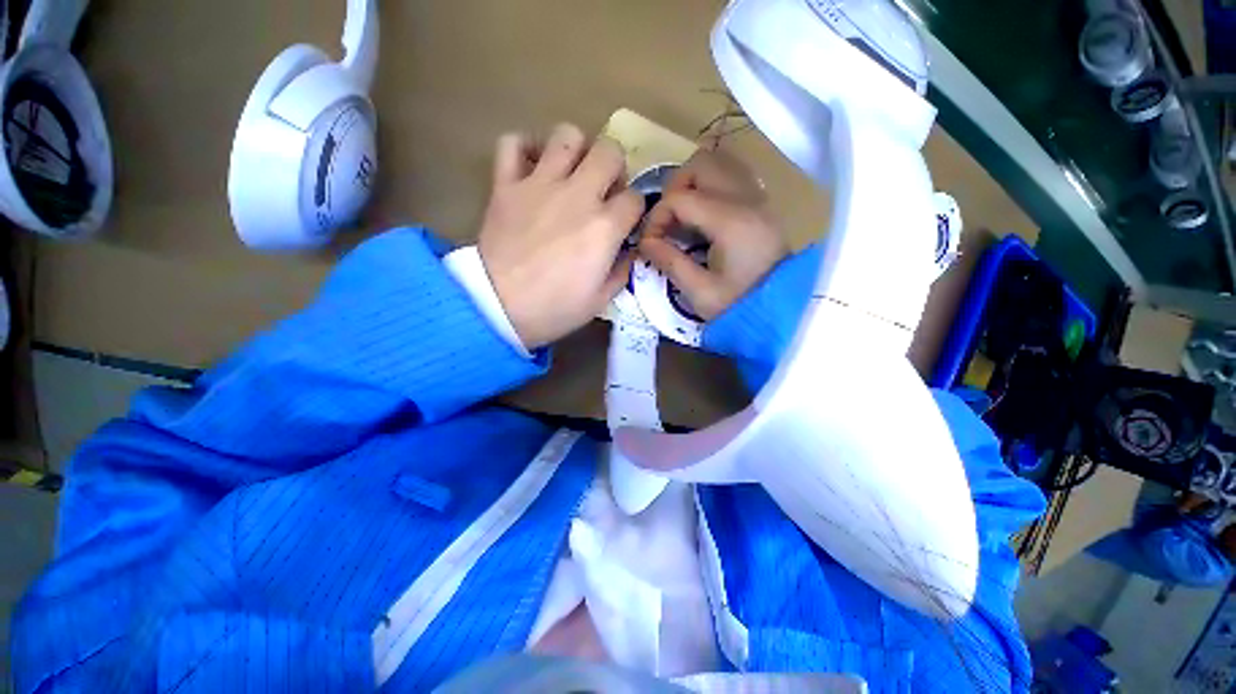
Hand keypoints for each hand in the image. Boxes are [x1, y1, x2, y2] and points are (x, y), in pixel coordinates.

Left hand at [478, 124, 643, 348]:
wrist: (497, 307)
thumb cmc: (554, 308)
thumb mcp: (600, 300)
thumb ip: (621, 271)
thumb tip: (628, 252)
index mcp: (604, 227)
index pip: (635, 198)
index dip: (634, 209)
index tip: (625, 222)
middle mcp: (578, 195)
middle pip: (609, 151)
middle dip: (615, 168)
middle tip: (604, 190)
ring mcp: (539, 185)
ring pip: (567, 136)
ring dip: (576, 150)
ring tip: (572, 173)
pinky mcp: (506, 184)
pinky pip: (512, 143)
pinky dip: (524, 147)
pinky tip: (532, 166)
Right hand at [638, 151, 787, 320]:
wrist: (781, 309)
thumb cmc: (739, 305)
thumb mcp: (699, 292)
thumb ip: (669, 262)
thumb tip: (645, 242)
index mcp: (730, 221)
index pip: (680, 198)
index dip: (656, 218)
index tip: (650, 243)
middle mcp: (747, 199)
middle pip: (701, 163)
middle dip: (675, 188)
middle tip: (668, 220)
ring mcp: (758, 197)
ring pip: (719, 162)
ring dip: (693, 183)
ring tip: (684, 216)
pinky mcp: (762, 204)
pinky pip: (731, 175)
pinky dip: (710, 186)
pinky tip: (704, 216)